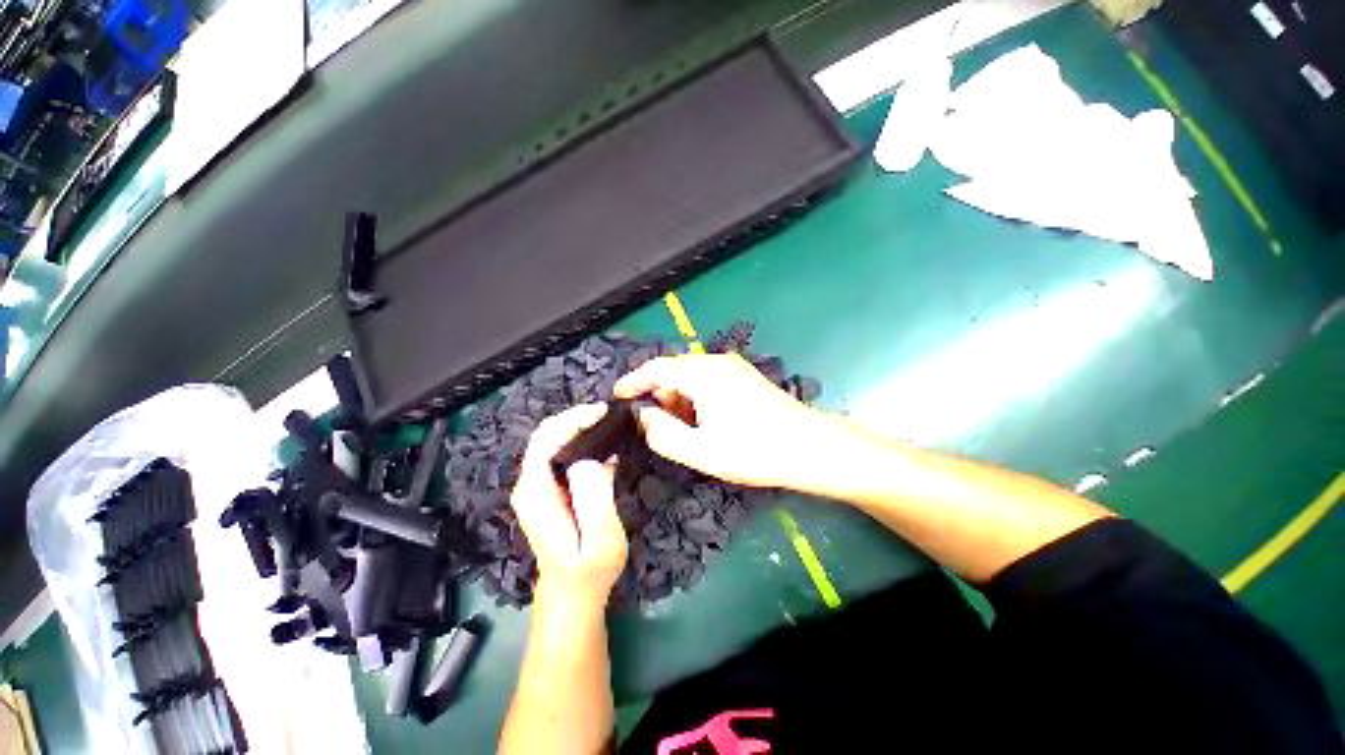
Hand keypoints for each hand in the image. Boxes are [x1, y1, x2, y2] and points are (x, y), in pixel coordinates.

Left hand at [510, 404, 628, 609]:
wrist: (573, 592)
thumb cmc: (589, 570)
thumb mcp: (600, 538)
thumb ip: (595, 498)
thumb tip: (592, 460)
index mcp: (536, 492)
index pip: (545, 440)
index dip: (572, 420)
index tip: (602, 412)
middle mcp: (530, 485)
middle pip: (545, 436)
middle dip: (575, 418)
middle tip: (607, 414)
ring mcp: (538, 487)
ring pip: (552, 442)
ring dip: (578, 426)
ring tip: (607, 422)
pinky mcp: (549, 490)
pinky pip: (560, 454)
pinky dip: (579, 441)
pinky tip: (602, 441)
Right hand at [614, 353, 831, 487]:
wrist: (810, 448)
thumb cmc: (755, 451)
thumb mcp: (701, 451)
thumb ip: (662, 433)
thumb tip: (643, 415)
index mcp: (703, 374)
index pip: (656, 368)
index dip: (632, 381)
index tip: (616, 396)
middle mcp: (717, 362)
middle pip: (673, 370)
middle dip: (658, 395)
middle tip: (655, 426)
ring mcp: (733, 366)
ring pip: (690, 376)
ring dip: (678, 399)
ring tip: (683, 430)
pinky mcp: (743, 376)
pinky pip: (707, 380)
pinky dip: (695, 398)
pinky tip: (704, 422)